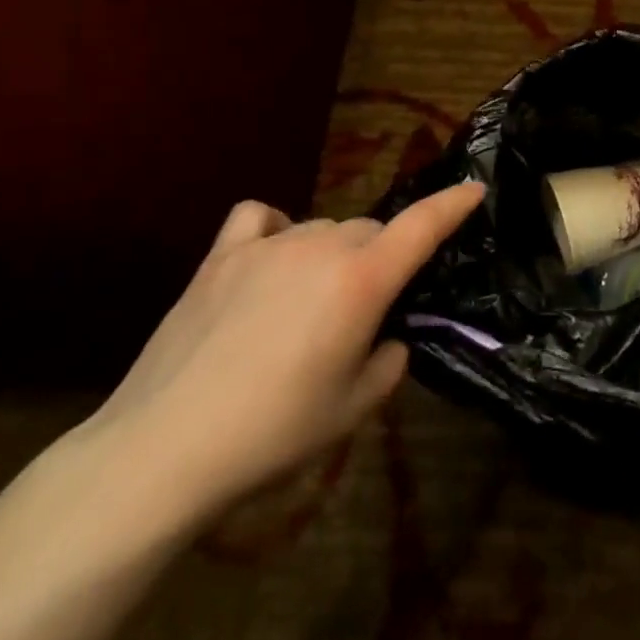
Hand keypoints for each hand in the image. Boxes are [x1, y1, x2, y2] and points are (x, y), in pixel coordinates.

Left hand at [70, 181, 483, 533]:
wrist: (164, 449)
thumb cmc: (274, 433)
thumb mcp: (354, 409)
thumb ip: (389, 362)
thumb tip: (386, 337)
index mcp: (361, 280)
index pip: (421, 226)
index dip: (453, 205)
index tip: (475, 190)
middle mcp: (321, 247)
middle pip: (369, 230)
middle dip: (379, 258)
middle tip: (364, 308)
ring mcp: (268, 245)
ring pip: (323, 228)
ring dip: (332, 253)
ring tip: (310, 301)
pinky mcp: (220, 256)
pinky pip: (261, 218)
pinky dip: (275, 229)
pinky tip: (269, 257)